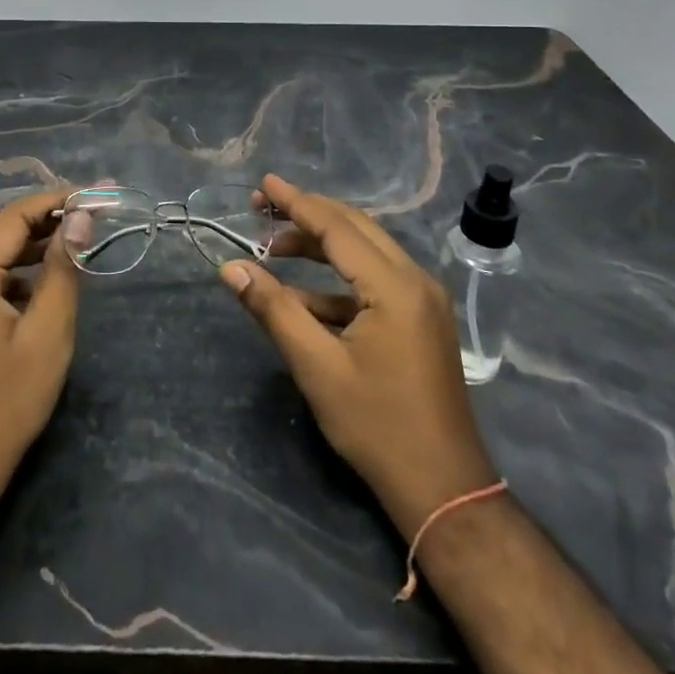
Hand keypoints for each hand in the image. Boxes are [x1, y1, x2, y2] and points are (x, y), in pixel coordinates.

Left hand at [0, 188, 87, 494]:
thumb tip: (80, 217)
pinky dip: (21, 275)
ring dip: (37, 248)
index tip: (98, 195)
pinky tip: (49, 285)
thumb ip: (63, 269)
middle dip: (51, 221)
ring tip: (81, 243)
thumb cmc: (5, 403)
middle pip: (4, 232)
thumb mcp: (47, 333)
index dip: (57, 200)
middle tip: (97, 215)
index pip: (15, 216)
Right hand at [219, 174, 498, 538]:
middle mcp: (415, 279)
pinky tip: (303, 296)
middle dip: (307, 215)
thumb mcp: (316, 366)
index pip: (337, 227)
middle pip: (354, 228)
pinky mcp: (421, 319)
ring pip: (365, 251)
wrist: (444, 489)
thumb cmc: (377, 426)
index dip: (296, 203)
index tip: (263, 184)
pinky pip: (375, 279)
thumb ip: (273, 309)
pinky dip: (337, 279)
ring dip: (321, 246)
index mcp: (394, 285)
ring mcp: (422, 299)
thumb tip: (231, 268)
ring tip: (273, 249)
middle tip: (262, 209)